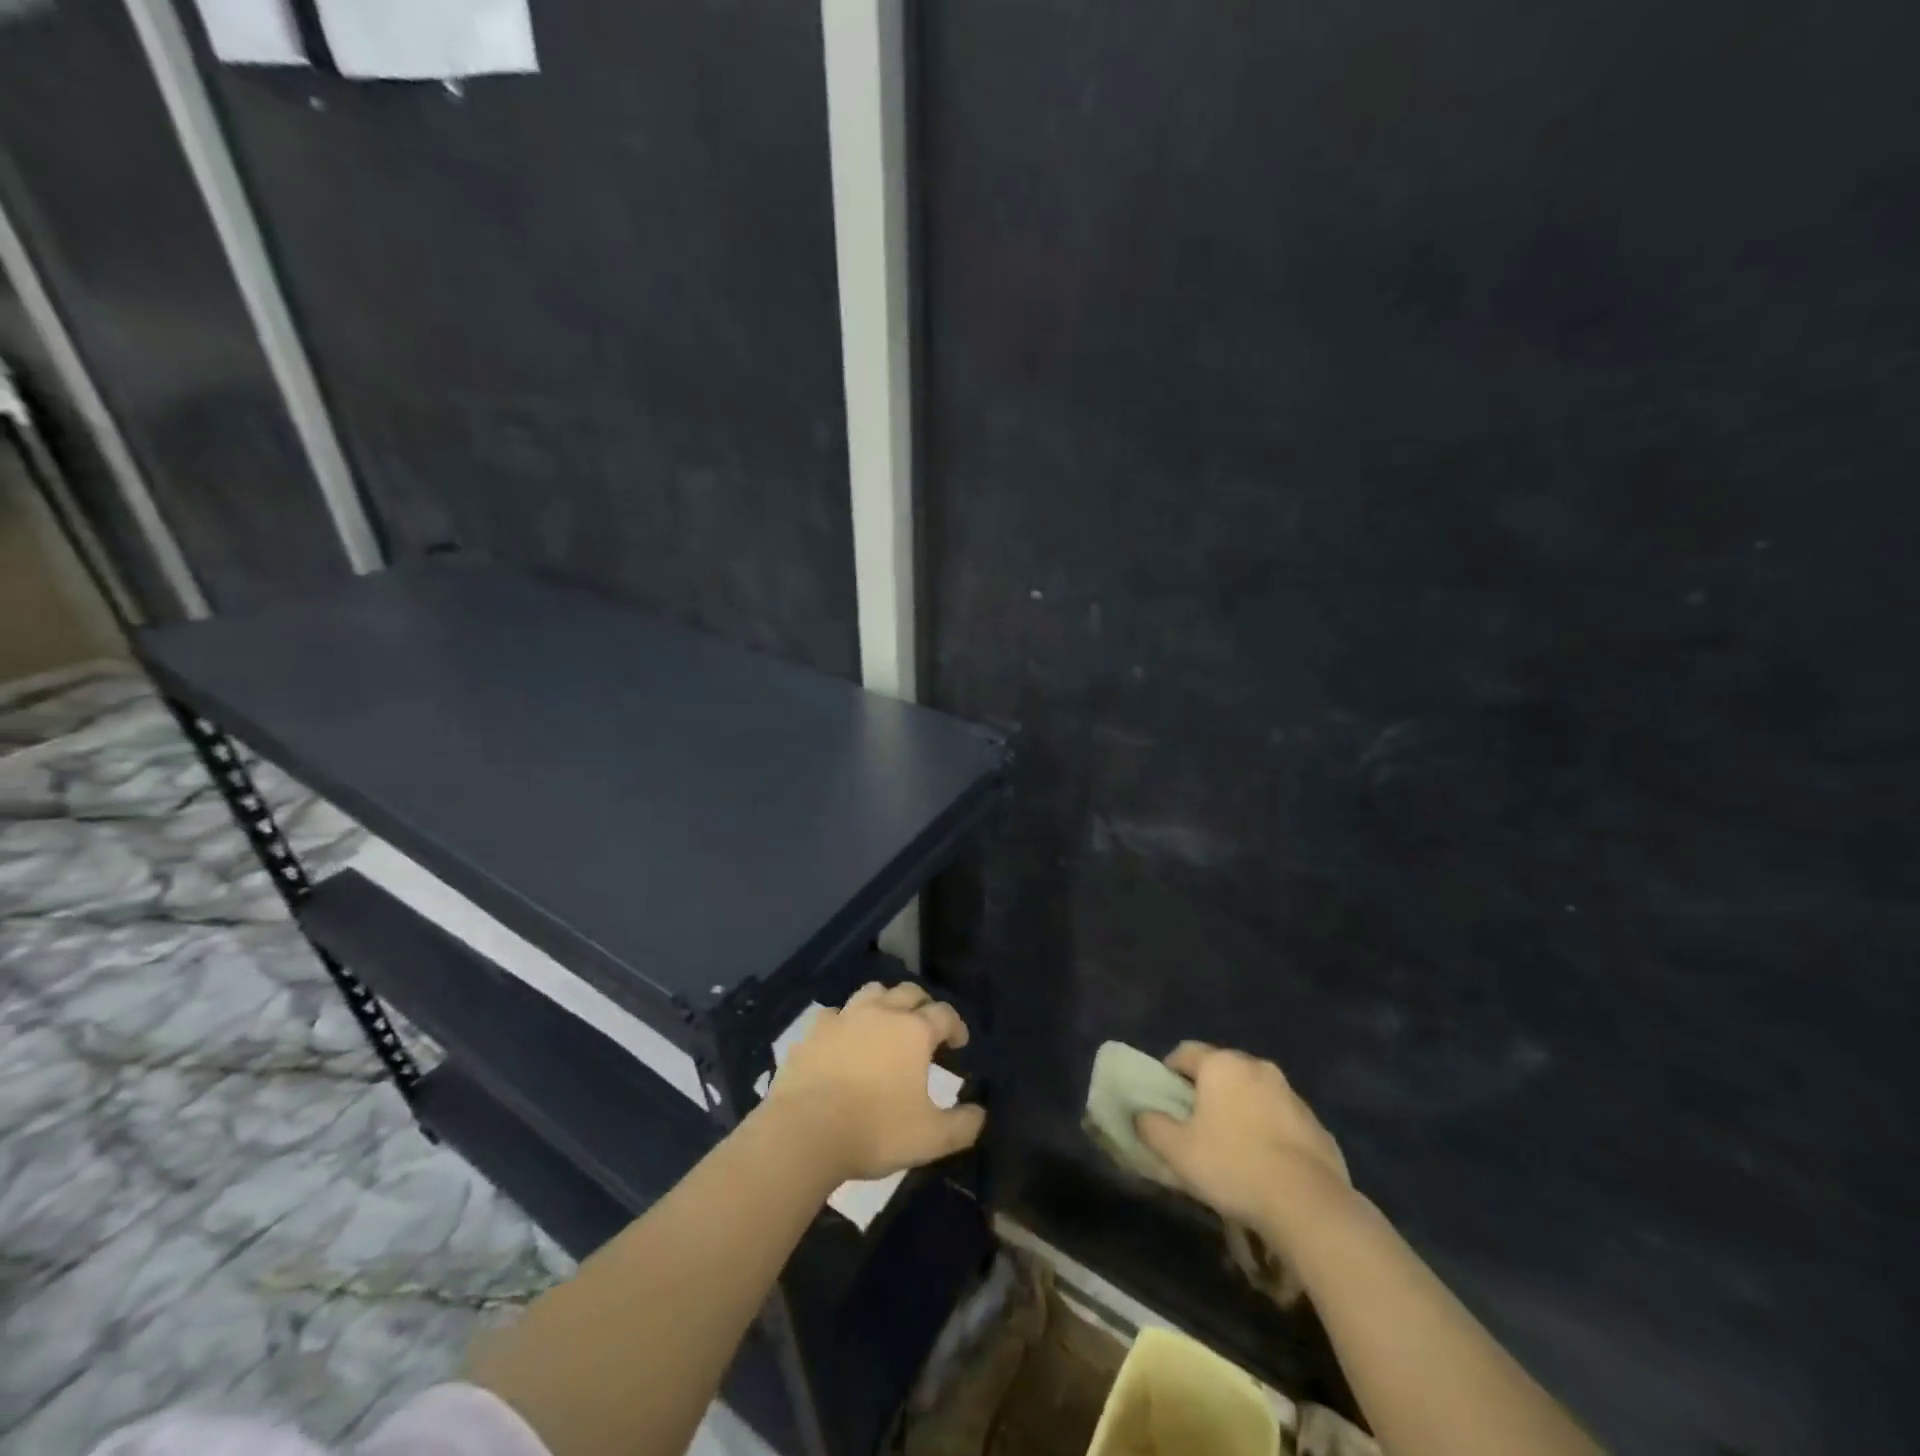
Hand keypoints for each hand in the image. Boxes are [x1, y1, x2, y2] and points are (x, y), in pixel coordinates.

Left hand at [764, 982, 985, 1182]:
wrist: (804, 1132)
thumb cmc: (874, 1130)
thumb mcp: (930, 1138)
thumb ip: (962, 1125)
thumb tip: (980, 1114)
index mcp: (913, 1031)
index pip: (944, 1014)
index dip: (956, 1025)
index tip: (959, 1043)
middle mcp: (881, 1013)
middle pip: (908, 992)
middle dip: (922, 1004)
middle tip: (926, 1026)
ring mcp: (844, 1018)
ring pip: (871, 992)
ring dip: (884, 1002)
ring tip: (886, 1023)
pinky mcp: (813, 1032)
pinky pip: (834, 1015)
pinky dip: (844, 1022)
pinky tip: (844, 1039)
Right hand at [1136, 1042, 1351, 1240]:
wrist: (1308, 1204)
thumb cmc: (1233, 1165)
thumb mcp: (1177, 1151)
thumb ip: (1151, 1126)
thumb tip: (1142, 1115)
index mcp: (1222, 1065)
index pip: (1184, 1052)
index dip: (1169, 1072)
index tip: (1164, 1100)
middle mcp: (1257, 1067)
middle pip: (1221, 1070)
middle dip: (1207, 1090)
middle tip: (1196, 1124)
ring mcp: (1291, 1094)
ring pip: (1253, 1093)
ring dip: (1240, 1109)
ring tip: (1232, 1147)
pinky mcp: (1316, 1124)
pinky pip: (1281, 1118)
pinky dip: (1268, 1131)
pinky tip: (1265, 1164)